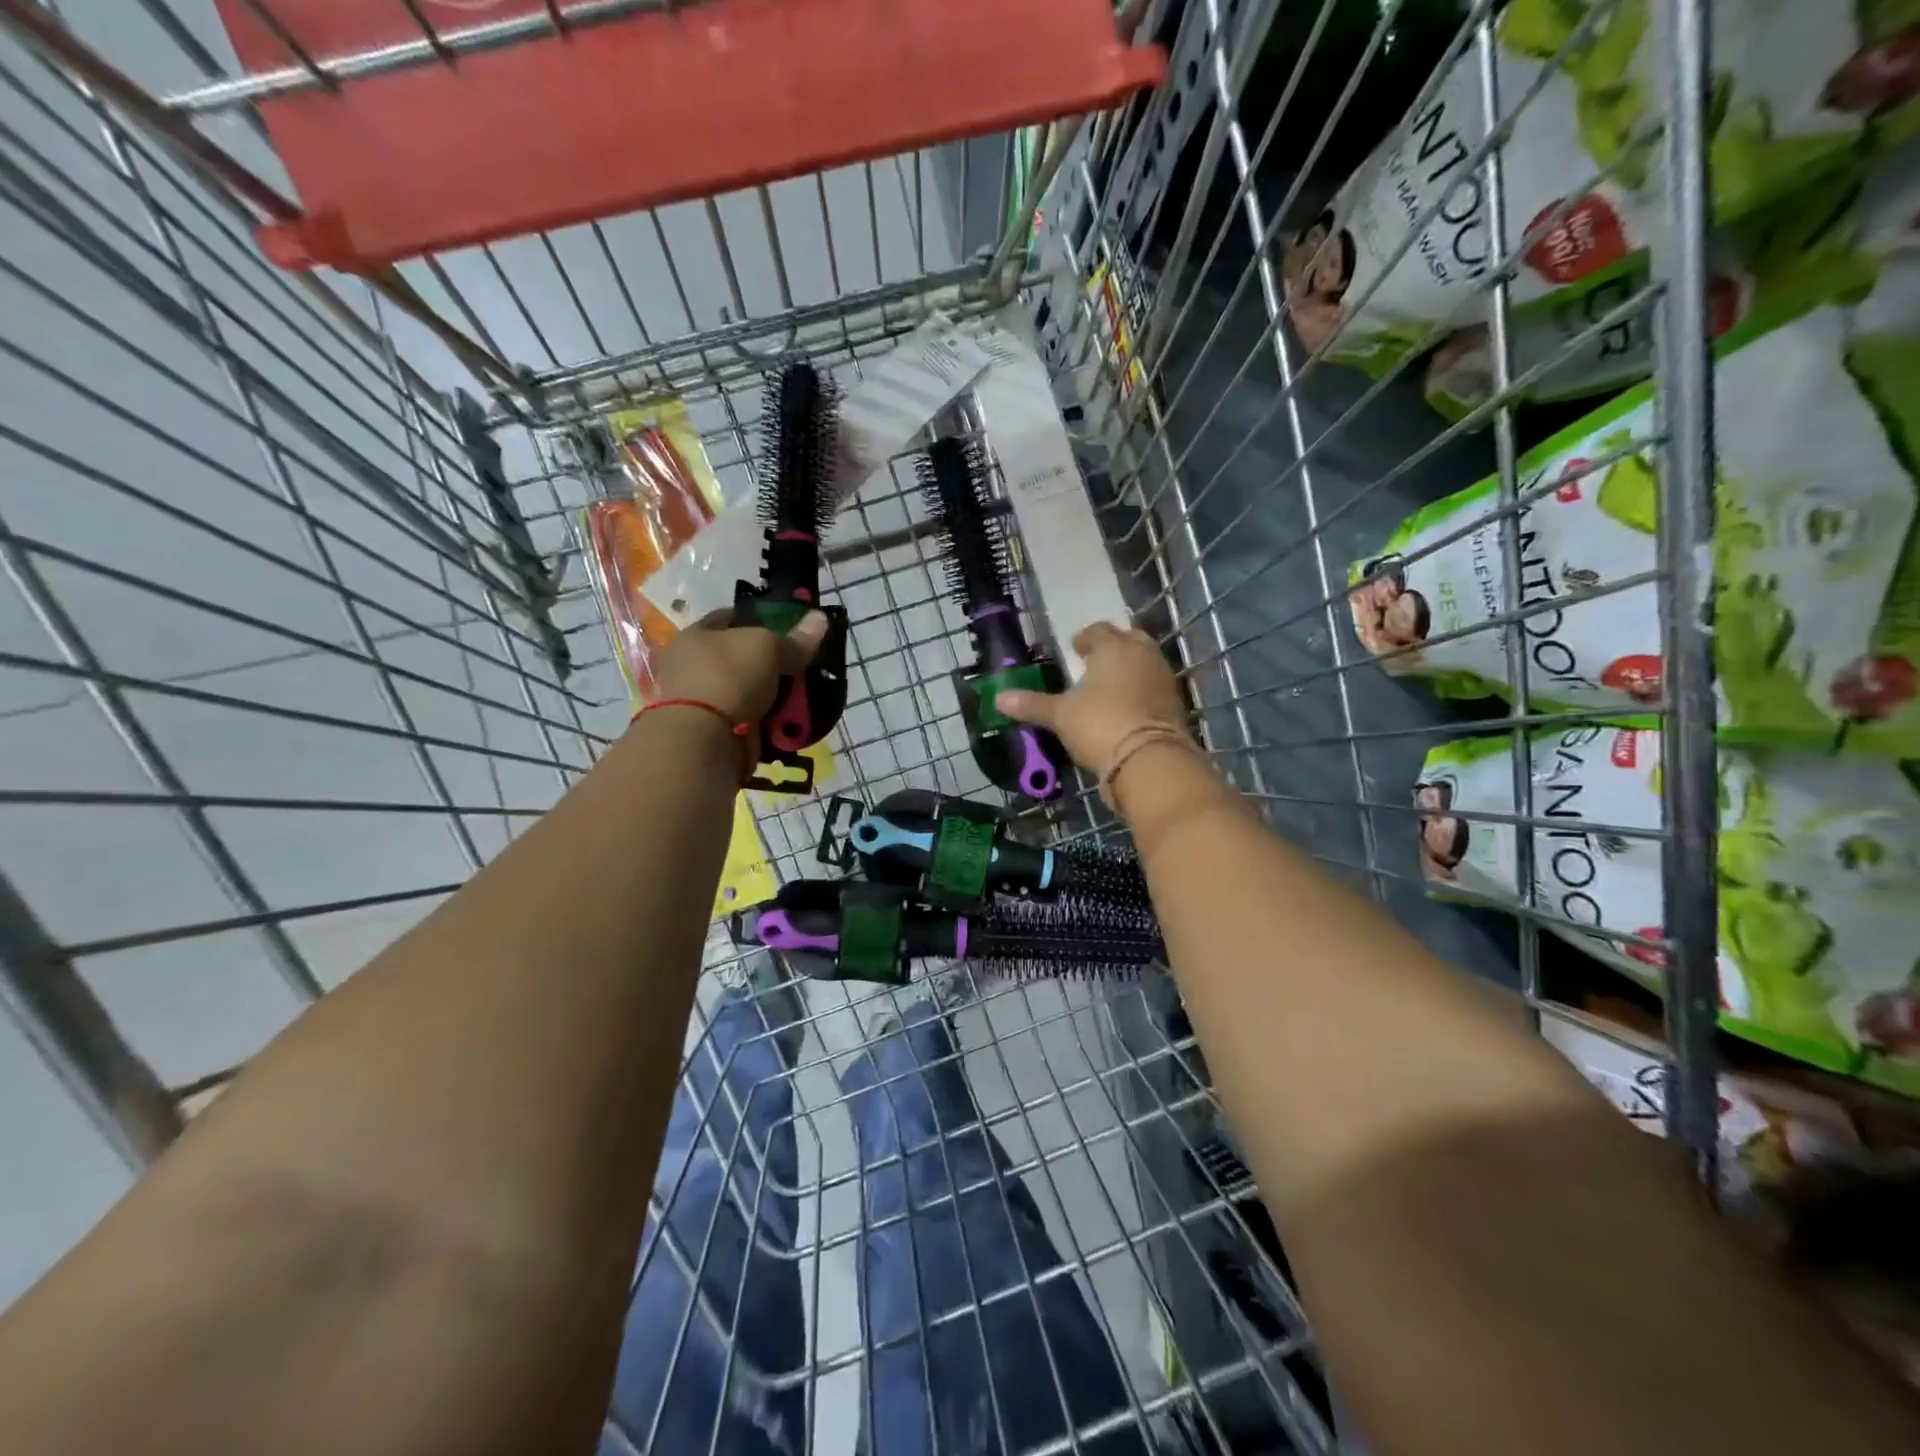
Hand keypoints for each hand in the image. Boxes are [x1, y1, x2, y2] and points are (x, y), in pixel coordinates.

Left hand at [652, 608, 828, 725]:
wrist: (703, 741)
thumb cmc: (728, 677)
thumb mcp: (767, 648)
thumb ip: (794, 638)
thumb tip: (820, 618)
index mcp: (695, 636)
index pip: (730, 618)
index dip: (760, 619)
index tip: (789, 629)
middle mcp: (691, 666)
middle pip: (740, 659)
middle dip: (770, 664)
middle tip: (801, 667)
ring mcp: (698, 702)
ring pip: (746, 693)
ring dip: (770, 697)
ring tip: (801, 699)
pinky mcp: (710, 733)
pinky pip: (748, 722)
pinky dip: (766, 723)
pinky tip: (787, 723)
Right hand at [996, 621, 1188, 769]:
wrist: (1148, 759)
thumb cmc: (1099, 724)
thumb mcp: (1060, 715)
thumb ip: (1032, 704)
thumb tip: (999, 698)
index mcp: (1113, 647)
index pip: (1098, 631)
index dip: (1085, 638)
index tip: (1075, 648)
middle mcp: (1142, 654)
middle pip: (1128, 639)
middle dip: (1113, 646)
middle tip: (1096, 661)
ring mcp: (1163, 677)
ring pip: (1145, 661)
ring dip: (1129, 667)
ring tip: (1110, 684)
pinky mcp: (1175, 702)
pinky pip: (1154, 686)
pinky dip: (1141, 690)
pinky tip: (1127, 705)